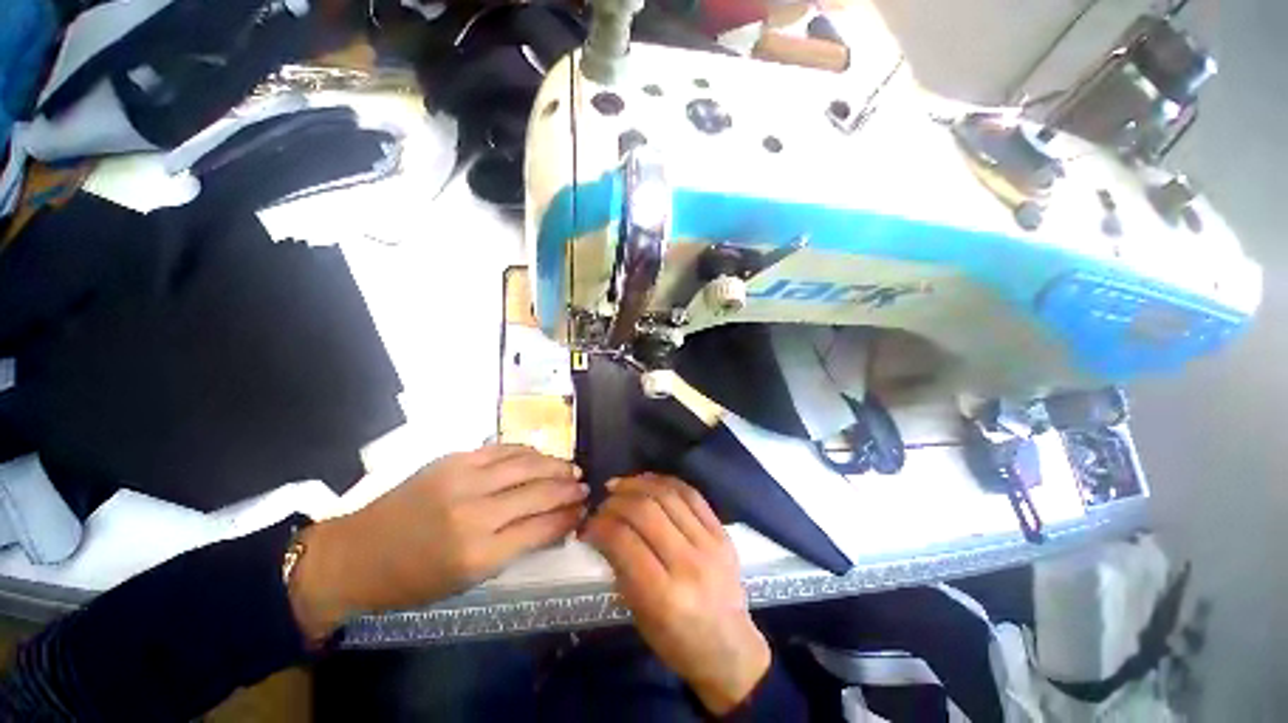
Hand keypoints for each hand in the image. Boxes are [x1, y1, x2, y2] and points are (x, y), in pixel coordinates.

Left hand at [290, 445, 586, 639]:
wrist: (356, 553)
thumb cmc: (412, 580)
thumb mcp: (467, 580)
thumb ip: (514, 548)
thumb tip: (552, 524)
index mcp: (478, 554)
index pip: (540, 527)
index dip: (567, 517)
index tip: (583, 510)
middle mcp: (475, 512)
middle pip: (538, 491)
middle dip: (568, 488)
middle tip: (584, 486)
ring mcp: (463, 480)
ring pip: (525, 464)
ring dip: (554, 464)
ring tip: (571, 467)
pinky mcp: (453, 460)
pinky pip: (502, 450)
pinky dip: (527, 451)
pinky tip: (539, 455)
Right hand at [582, 474, 770, 715]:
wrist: (730, 648)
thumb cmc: (677, 641)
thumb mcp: (639, 614)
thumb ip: (621, 568)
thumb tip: (601, 530)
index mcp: (663, 595)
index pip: (623, 540)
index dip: (599, 524)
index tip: (587, 523)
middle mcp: (688, 564)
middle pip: (645, 511)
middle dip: (616, 500)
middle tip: (602, 502)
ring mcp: (710, 544)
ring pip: (668, 495)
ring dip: (638, 484)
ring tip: (620, 485)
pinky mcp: (722, 532)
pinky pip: (691, 494)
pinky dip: (666, 482)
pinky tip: (649, 482)